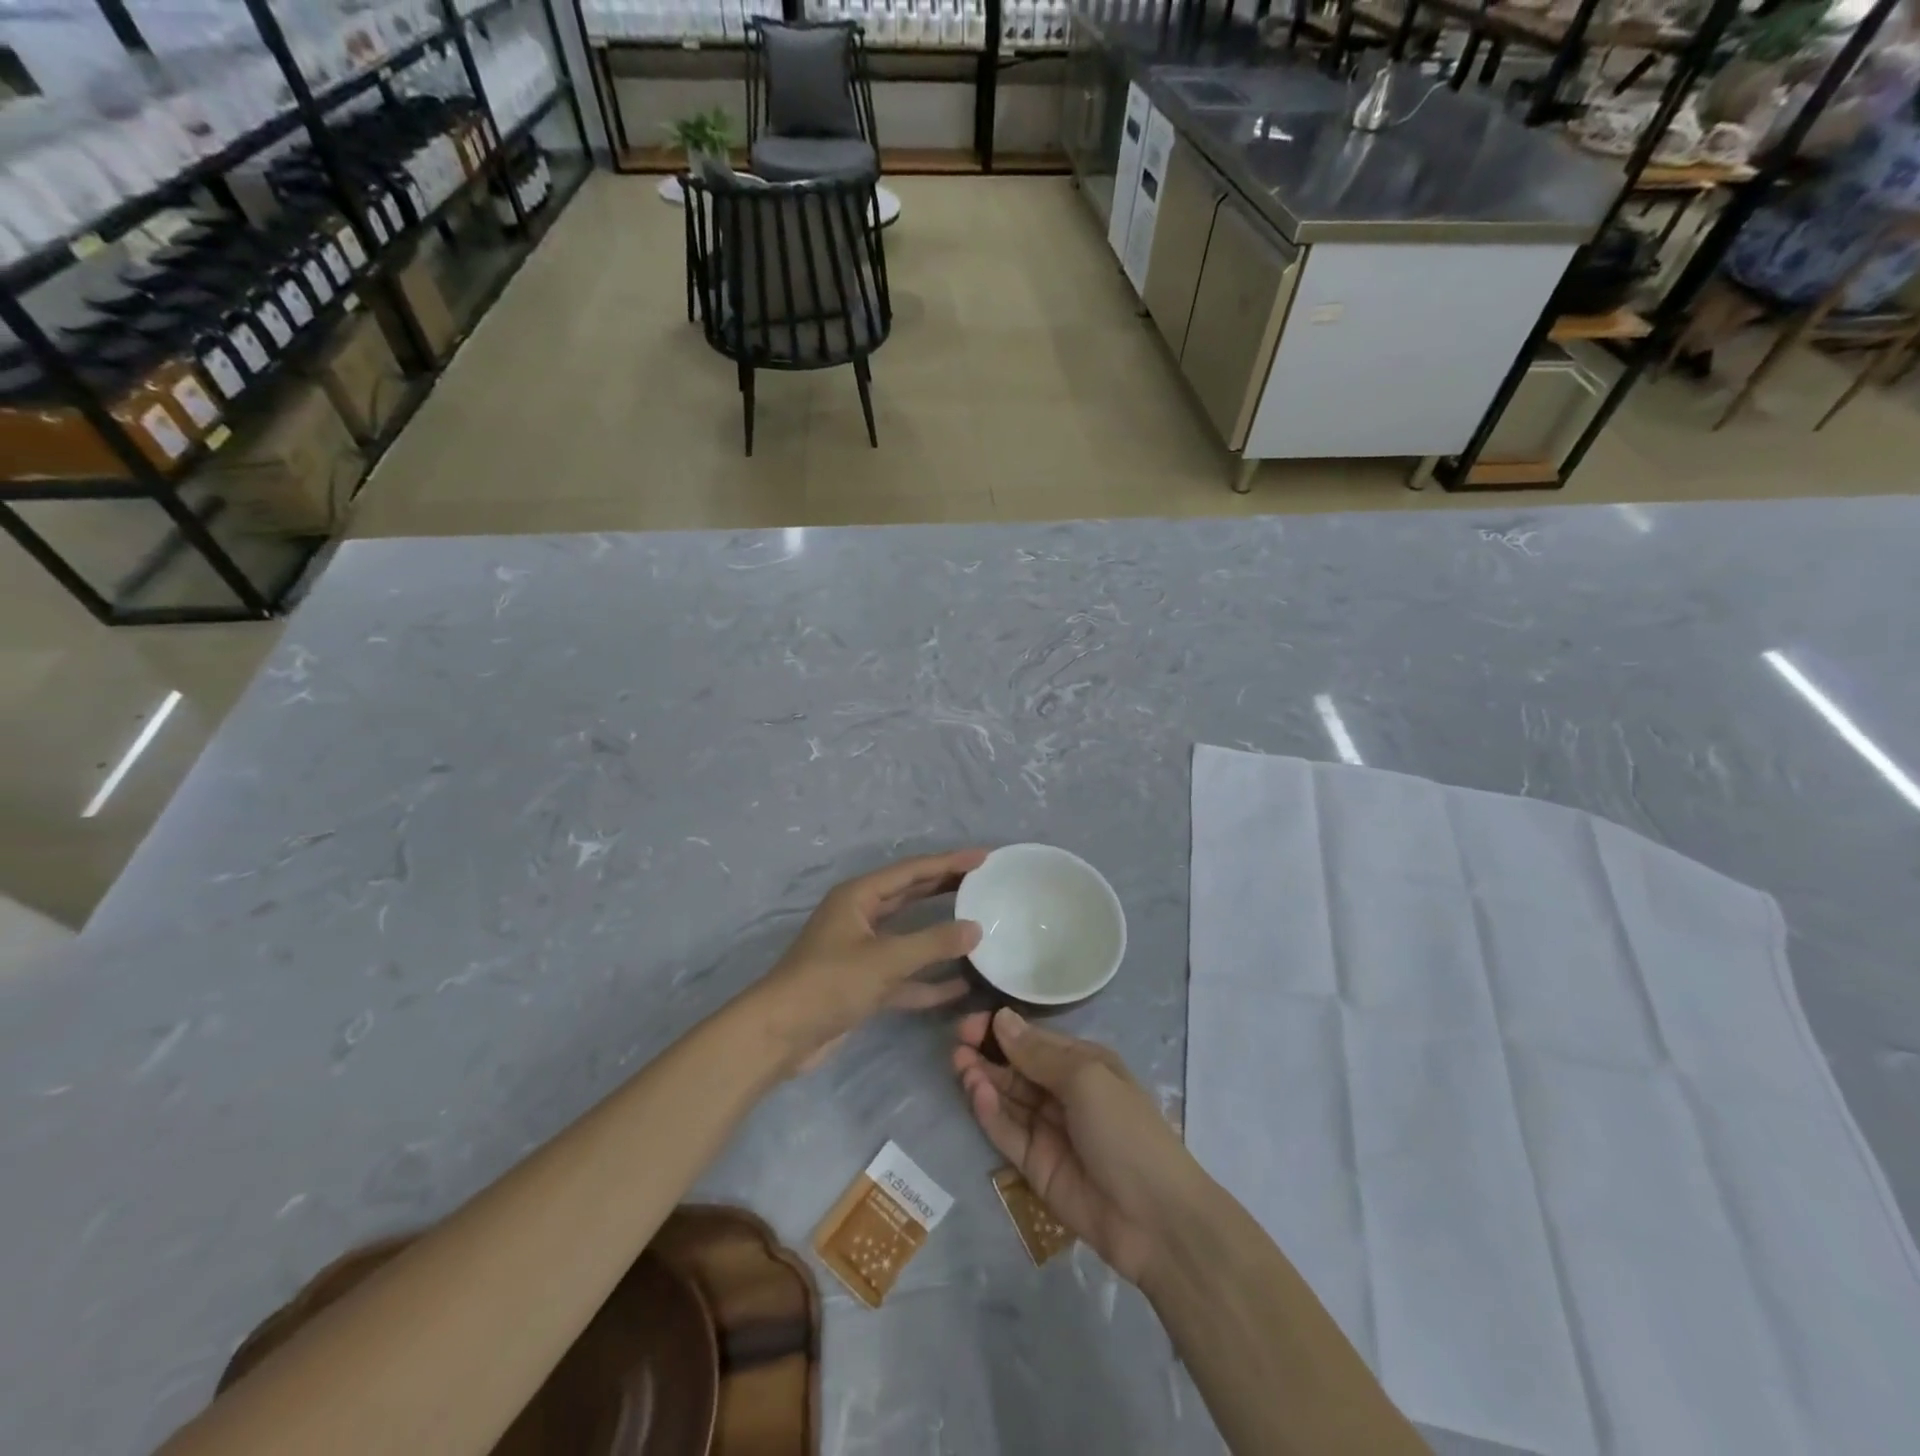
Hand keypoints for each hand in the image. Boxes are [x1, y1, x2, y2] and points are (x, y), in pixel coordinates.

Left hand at [755, 849, 985, 1073]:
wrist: (780, 1035)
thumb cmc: (829, 983)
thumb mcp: (885, 959)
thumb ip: (933, 942)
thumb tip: (976, 929)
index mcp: (858, 897)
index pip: (912, 871)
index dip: (948, 862)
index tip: (983, 857)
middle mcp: (859, 917)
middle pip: (910, 896)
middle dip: (945, 888)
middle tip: (983, 883)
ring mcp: (861, 951)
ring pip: (909, 935)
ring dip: (940, 934)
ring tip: (979, 926)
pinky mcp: (863, 984)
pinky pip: (904, 975)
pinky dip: (929, 979)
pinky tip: (961, 984)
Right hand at [953, 1008, 1201, 1284]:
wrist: (1155, 1219)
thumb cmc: (1125, 1130)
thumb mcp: (1086, 1079)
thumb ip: (1038, 1053)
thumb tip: (1001, 1017)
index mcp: (1082, 1064)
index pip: (1033, 1039)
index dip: (1001, 1029)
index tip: (970, 1024)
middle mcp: (1063, 1092)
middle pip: (1016, 1067)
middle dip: (986, 1053)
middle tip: (956, 1045)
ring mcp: (1048, 1130)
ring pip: (1007, 1098)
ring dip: (983, 1080)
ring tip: (960, 1065)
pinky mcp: (1035, 1165)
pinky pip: (1007, 1132)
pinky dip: (990, 1113)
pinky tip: (977, 1093)